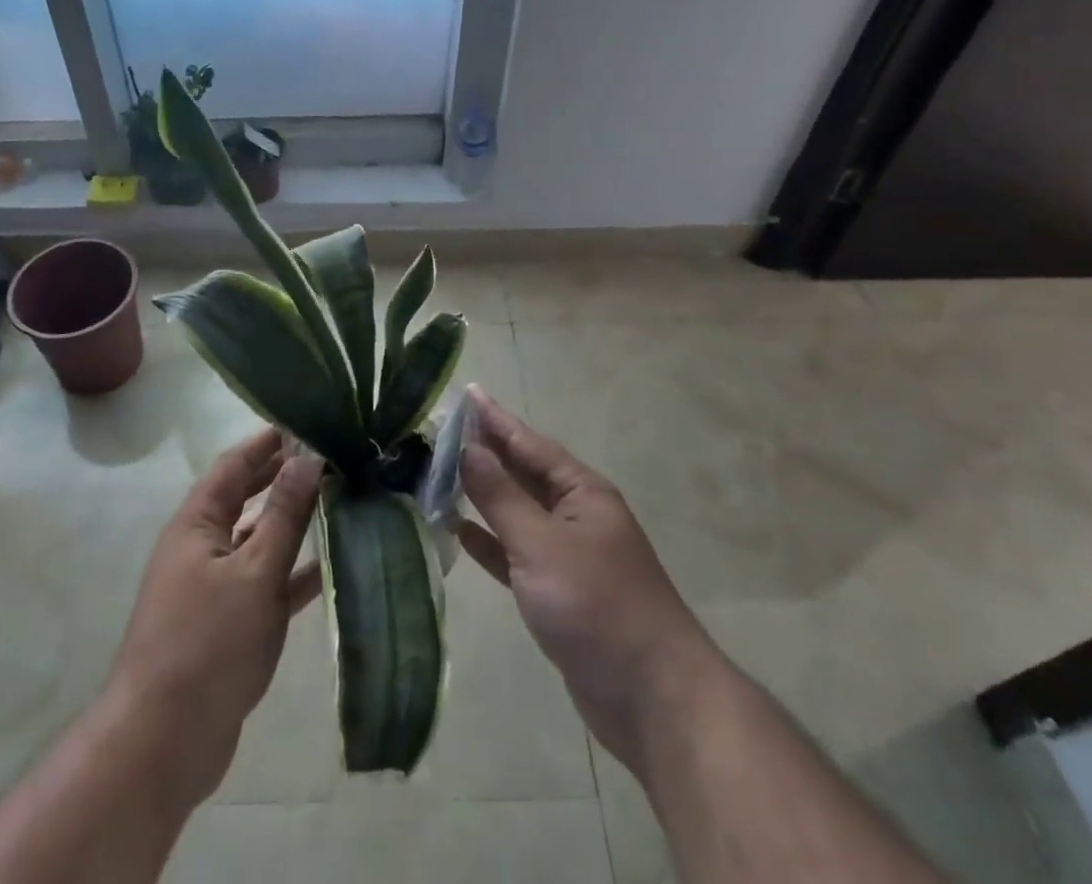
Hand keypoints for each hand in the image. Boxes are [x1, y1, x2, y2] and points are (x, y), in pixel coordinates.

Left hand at [104, 428, 322, 807]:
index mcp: (196, 523)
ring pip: (257, 540)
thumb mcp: (253, 573)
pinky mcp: (226, 624)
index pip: (234, 465)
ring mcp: (212, 587)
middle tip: (327, 458)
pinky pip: (263, 583)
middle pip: (244, 498)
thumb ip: (284, 515)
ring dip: (290, 523)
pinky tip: (328, 568)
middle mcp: (201, 546)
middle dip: (281, 477)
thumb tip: (308, 457)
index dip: (267, 442)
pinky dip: (292, 573)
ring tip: (336, 503)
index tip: (305, 422)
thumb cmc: (207, 645)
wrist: (162, 744)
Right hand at [458, 387, 708, 778]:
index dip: (495, 419)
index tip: (466, 393)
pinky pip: (515, 553)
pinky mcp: (557, 593)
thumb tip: (468, 448)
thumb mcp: (541, 543)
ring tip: (439, 473)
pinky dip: (490, 541)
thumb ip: (501, 496)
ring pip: (516, 512)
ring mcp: (567, 555)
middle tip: (440, 431)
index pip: (529, 443)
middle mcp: (575, 514)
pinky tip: (458, 531)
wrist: (652, 698)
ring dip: (482, 495)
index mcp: (581, 491)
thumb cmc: (597, 605)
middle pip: (522, 473)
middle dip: (485, 452)